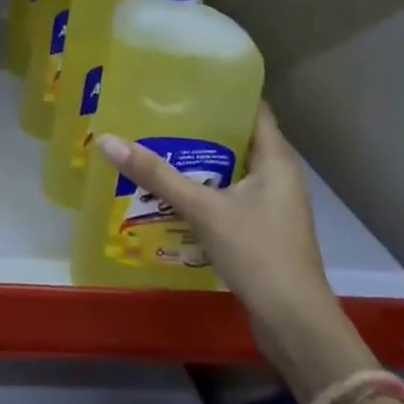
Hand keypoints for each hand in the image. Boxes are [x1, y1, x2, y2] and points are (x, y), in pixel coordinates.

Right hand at [95, 104, 373, 400]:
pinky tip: (167, 192)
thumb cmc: (259, 254)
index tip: (185, 77)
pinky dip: (200, 190)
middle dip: (198, 126)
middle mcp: (277, 178)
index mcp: (276, 162)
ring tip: (153, 144)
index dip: (223, 91)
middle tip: (155, 109)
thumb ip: (157, 175)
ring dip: (196, 162)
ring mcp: (270, 208)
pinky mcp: (259, 232)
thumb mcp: (204, 209)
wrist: (296, 326)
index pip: (253, 110)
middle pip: (235, 139)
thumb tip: (107, 140)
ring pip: (229, 171)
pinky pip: (226, 198)